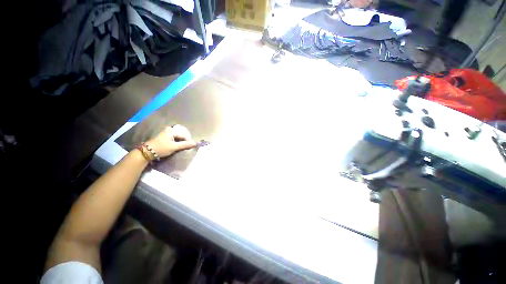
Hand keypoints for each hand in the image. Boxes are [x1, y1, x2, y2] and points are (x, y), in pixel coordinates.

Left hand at [146, 125, 196, 157]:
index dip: (188, 141)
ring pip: (178, 137)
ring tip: (184, 147)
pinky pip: (175, 138)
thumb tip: (195, 143)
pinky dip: (177, 142)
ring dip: (181, 142)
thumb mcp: (174, 147)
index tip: (191, 146)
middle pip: (181, 135)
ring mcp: (167, 133)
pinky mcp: (165, 137)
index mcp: (172, 131)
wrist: (147, 152)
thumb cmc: (161, 148)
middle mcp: (169, 130)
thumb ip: (185, 145)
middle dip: (185, 141)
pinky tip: (178, 146)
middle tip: (188, 146)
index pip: (184, 135)